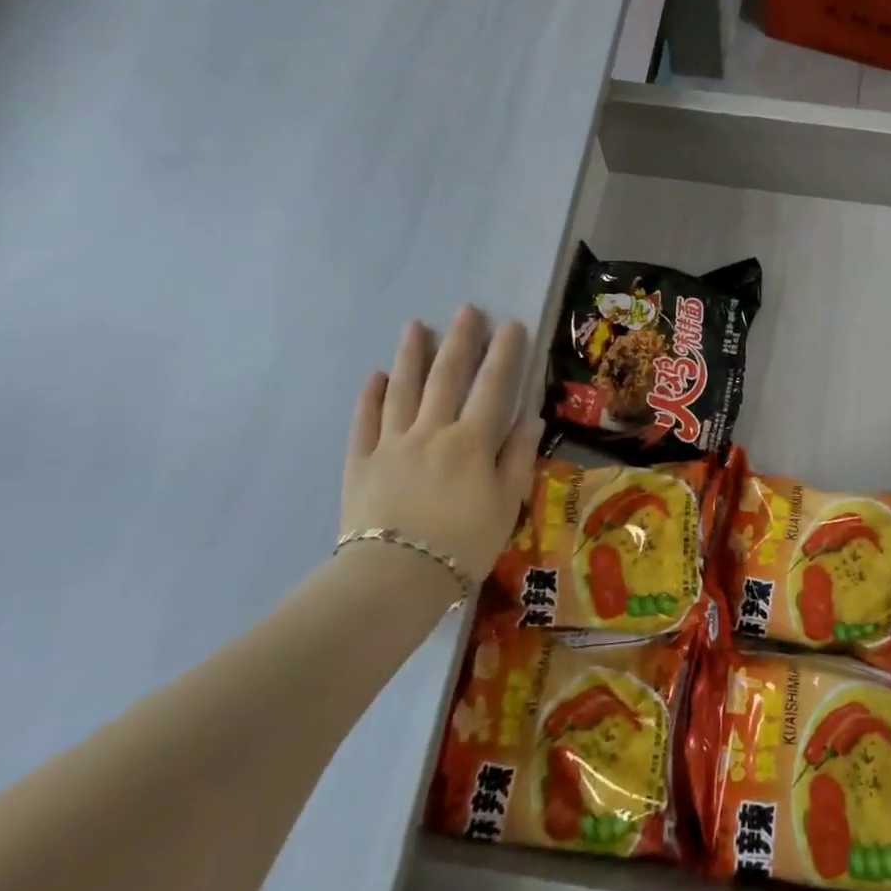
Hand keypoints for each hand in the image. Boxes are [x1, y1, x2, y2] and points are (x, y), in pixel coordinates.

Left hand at [341, 308, 542, 582]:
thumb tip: (530, 416)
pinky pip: (365, 422)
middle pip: (446, 377)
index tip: (510, 323)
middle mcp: (432, 431)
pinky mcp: (361, 463)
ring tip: (416, 326)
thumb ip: (518, 457)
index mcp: (471, 441)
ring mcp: (392, 444)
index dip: (504, 353)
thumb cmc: (463, 545)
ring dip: (411, 355)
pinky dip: (371, 397)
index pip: (493, 387)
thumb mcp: (506, 504)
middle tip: (466, 310)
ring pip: (402, 390)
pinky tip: (376, 377)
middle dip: (459, 340)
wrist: (395, 580)